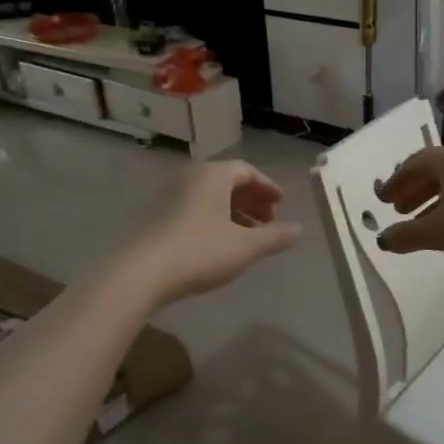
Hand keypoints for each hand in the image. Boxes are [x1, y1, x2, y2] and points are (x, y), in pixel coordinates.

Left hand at [123, 160, 300, 307]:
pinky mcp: (159, 218)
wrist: (144, 272)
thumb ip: (275, 236)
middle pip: (228, 183)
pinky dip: (216, 221)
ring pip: (212, 199)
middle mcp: (191, 178)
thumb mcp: (246, 246)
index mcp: (213, 175)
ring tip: (250, 238)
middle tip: (270, 222)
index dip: (267, 187)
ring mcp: (171, 197)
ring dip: (235, 214)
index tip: (281, 204)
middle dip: (252, 201)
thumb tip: (299, 229)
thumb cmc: (201, 251)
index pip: (246, 171)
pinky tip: (223, 245)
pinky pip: (196, 211)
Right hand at [375, 143, 443, 262]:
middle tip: (400, 210)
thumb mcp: (438, 232)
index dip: (395, 184)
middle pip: (435, 172)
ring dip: (436, 201)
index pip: (413, 165)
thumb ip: (407, 236)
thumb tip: (383, 240)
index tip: (383, 200)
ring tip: (426, 224)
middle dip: (415, 192)